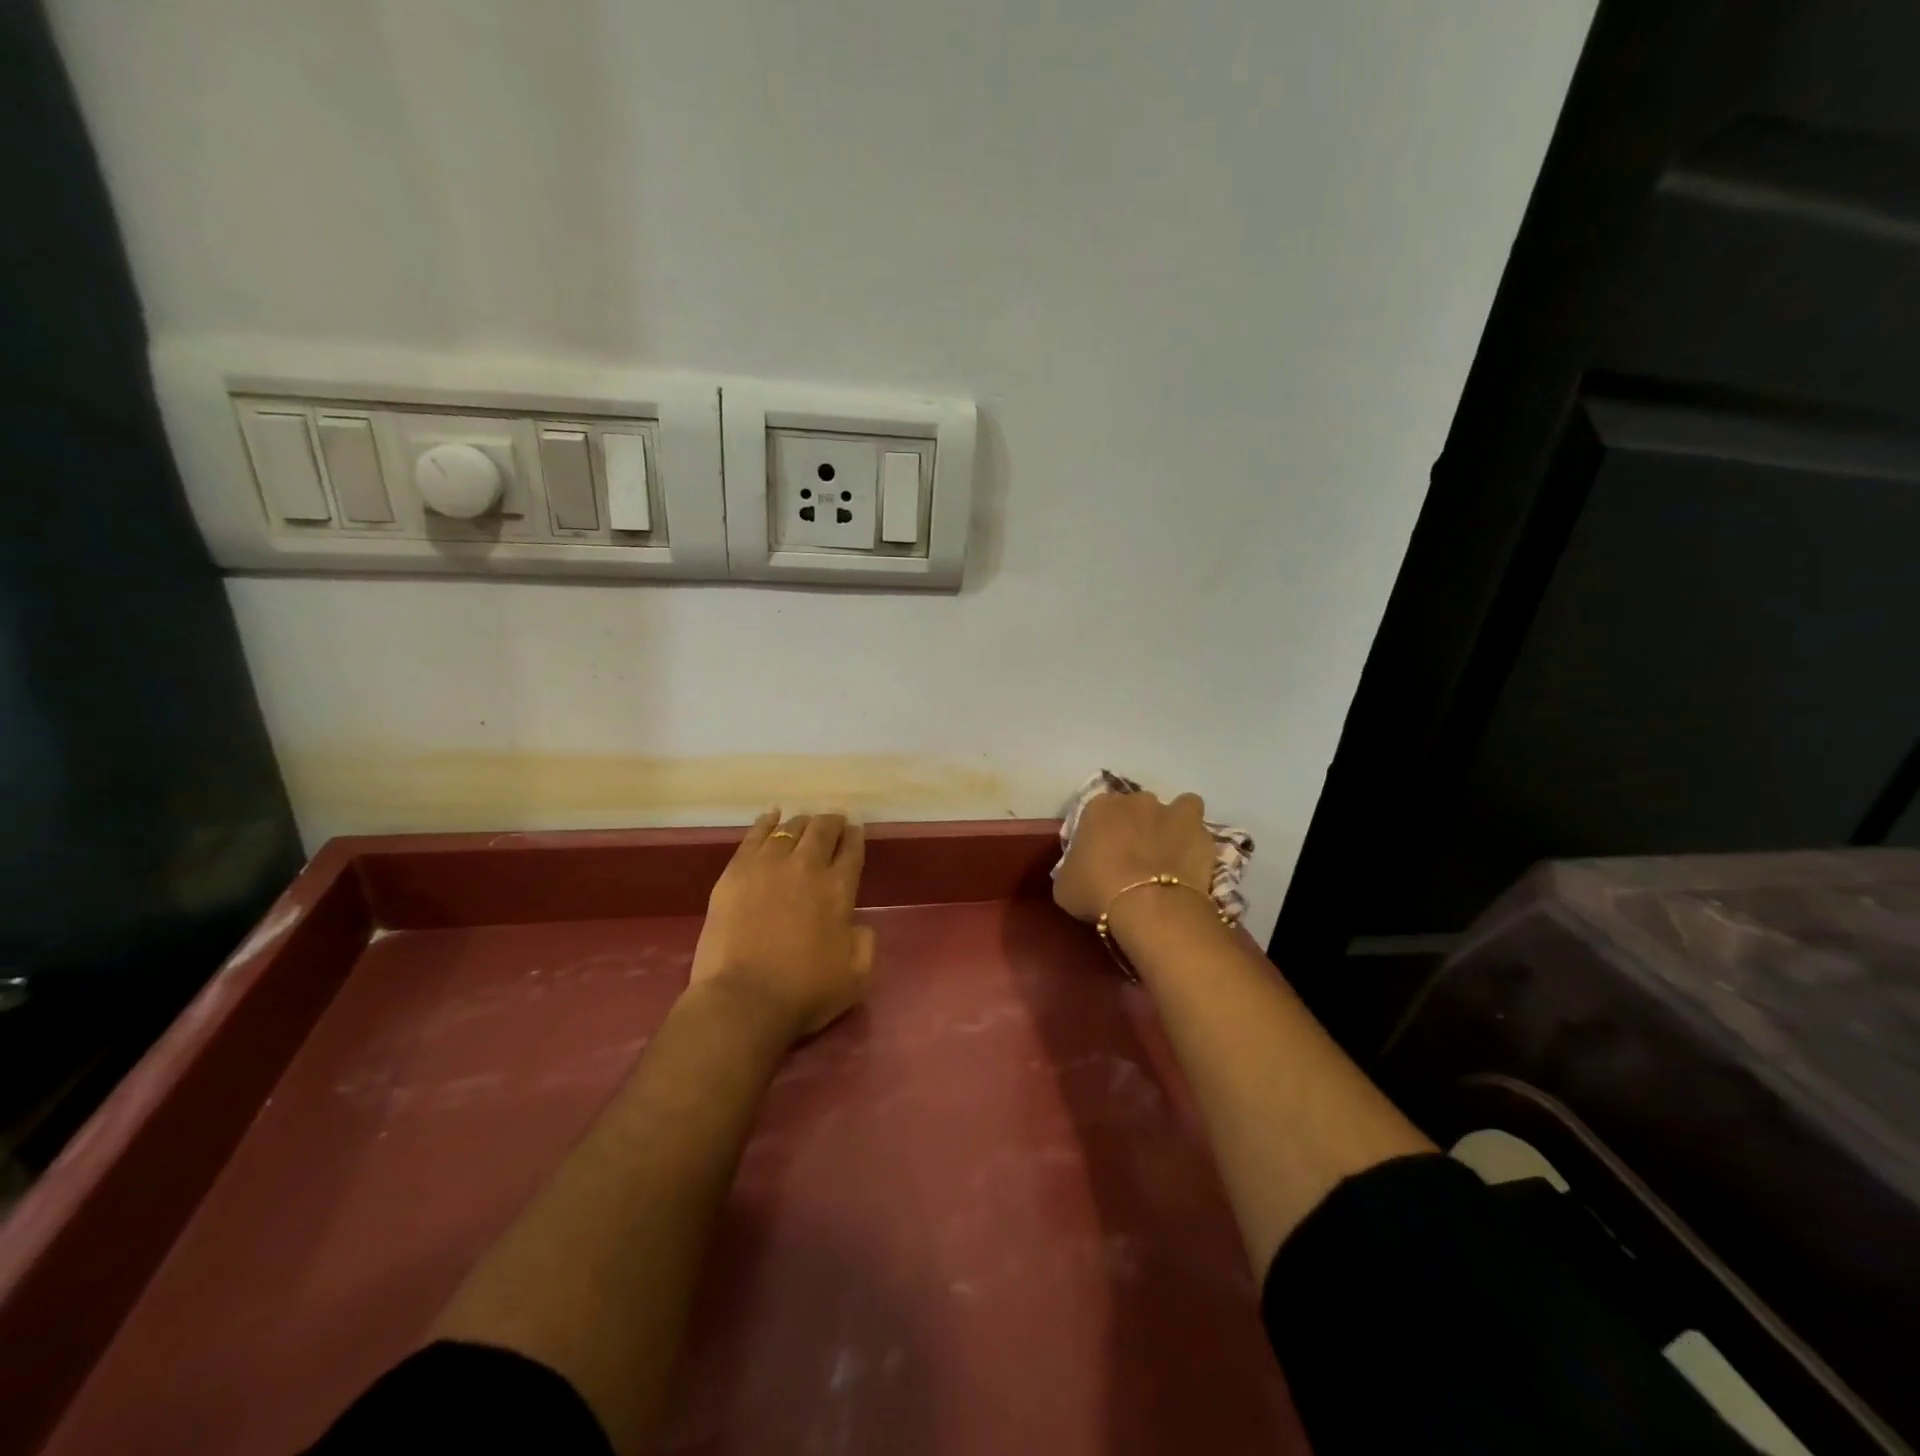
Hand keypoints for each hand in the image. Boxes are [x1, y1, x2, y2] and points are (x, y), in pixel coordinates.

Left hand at [688, 809, 875, 1041]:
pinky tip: (772, 816)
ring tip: (804, 824)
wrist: (743, 1000)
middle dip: (832, 822)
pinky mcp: (735, 872)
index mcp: (839, 888)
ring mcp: (767, 865)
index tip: (855, 832)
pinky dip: (767, 822)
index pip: (852, 849)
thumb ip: (864, 942)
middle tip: (833, 823)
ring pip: (790, 828)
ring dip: (802, 823)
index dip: (855, 837)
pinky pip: (755, 835)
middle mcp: (807, 866)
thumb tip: (856, 924)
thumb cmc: (804, 993)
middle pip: (822, 829)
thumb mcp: (857, 976)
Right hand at [1054, 788, 1216, 923]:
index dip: (1100, 833)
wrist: (1148, 906)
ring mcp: (1170, 811)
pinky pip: (1198, 827)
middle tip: (1134, 856)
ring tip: (1169, 853)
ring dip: (1171, 823)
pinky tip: (1190, 860)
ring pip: (1174, 807)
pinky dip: (1195, 839)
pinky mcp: (1198, 830)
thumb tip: (1078, 871)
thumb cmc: (1097, 891)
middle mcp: (1134, 800)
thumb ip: (1071, 869)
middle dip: (1135, 825)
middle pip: (1134, 808)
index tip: (1100, 856)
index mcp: (1098, 807)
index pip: (1096, 813)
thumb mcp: (1064, 886)